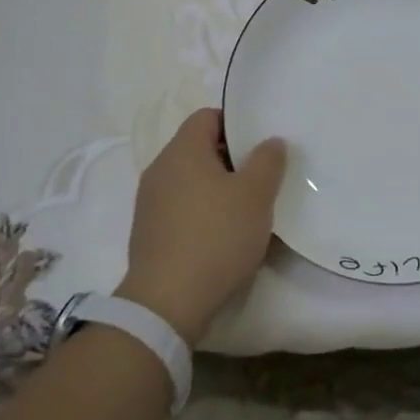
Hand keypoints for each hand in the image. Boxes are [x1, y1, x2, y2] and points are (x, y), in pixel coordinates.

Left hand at [119, 108, 286, 342]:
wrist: (167, 303)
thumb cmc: (216, 236)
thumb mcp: (256, 195)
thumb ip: (267, 161)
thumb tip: (270, 141)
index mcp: (182, 150)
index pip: (207, 116)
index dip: (236, 124)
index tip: (260, 145)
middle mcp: (160, 169)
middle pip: (199, 148)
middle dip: (231, 159)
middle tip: (261, 177)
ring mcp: (150, 202)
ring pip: (190, 181)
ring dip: (217, 188)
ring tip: (247, 209)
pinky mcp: (148, 233)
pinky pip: (180, 208)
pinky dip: (202, 213)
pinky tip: (223, 236)